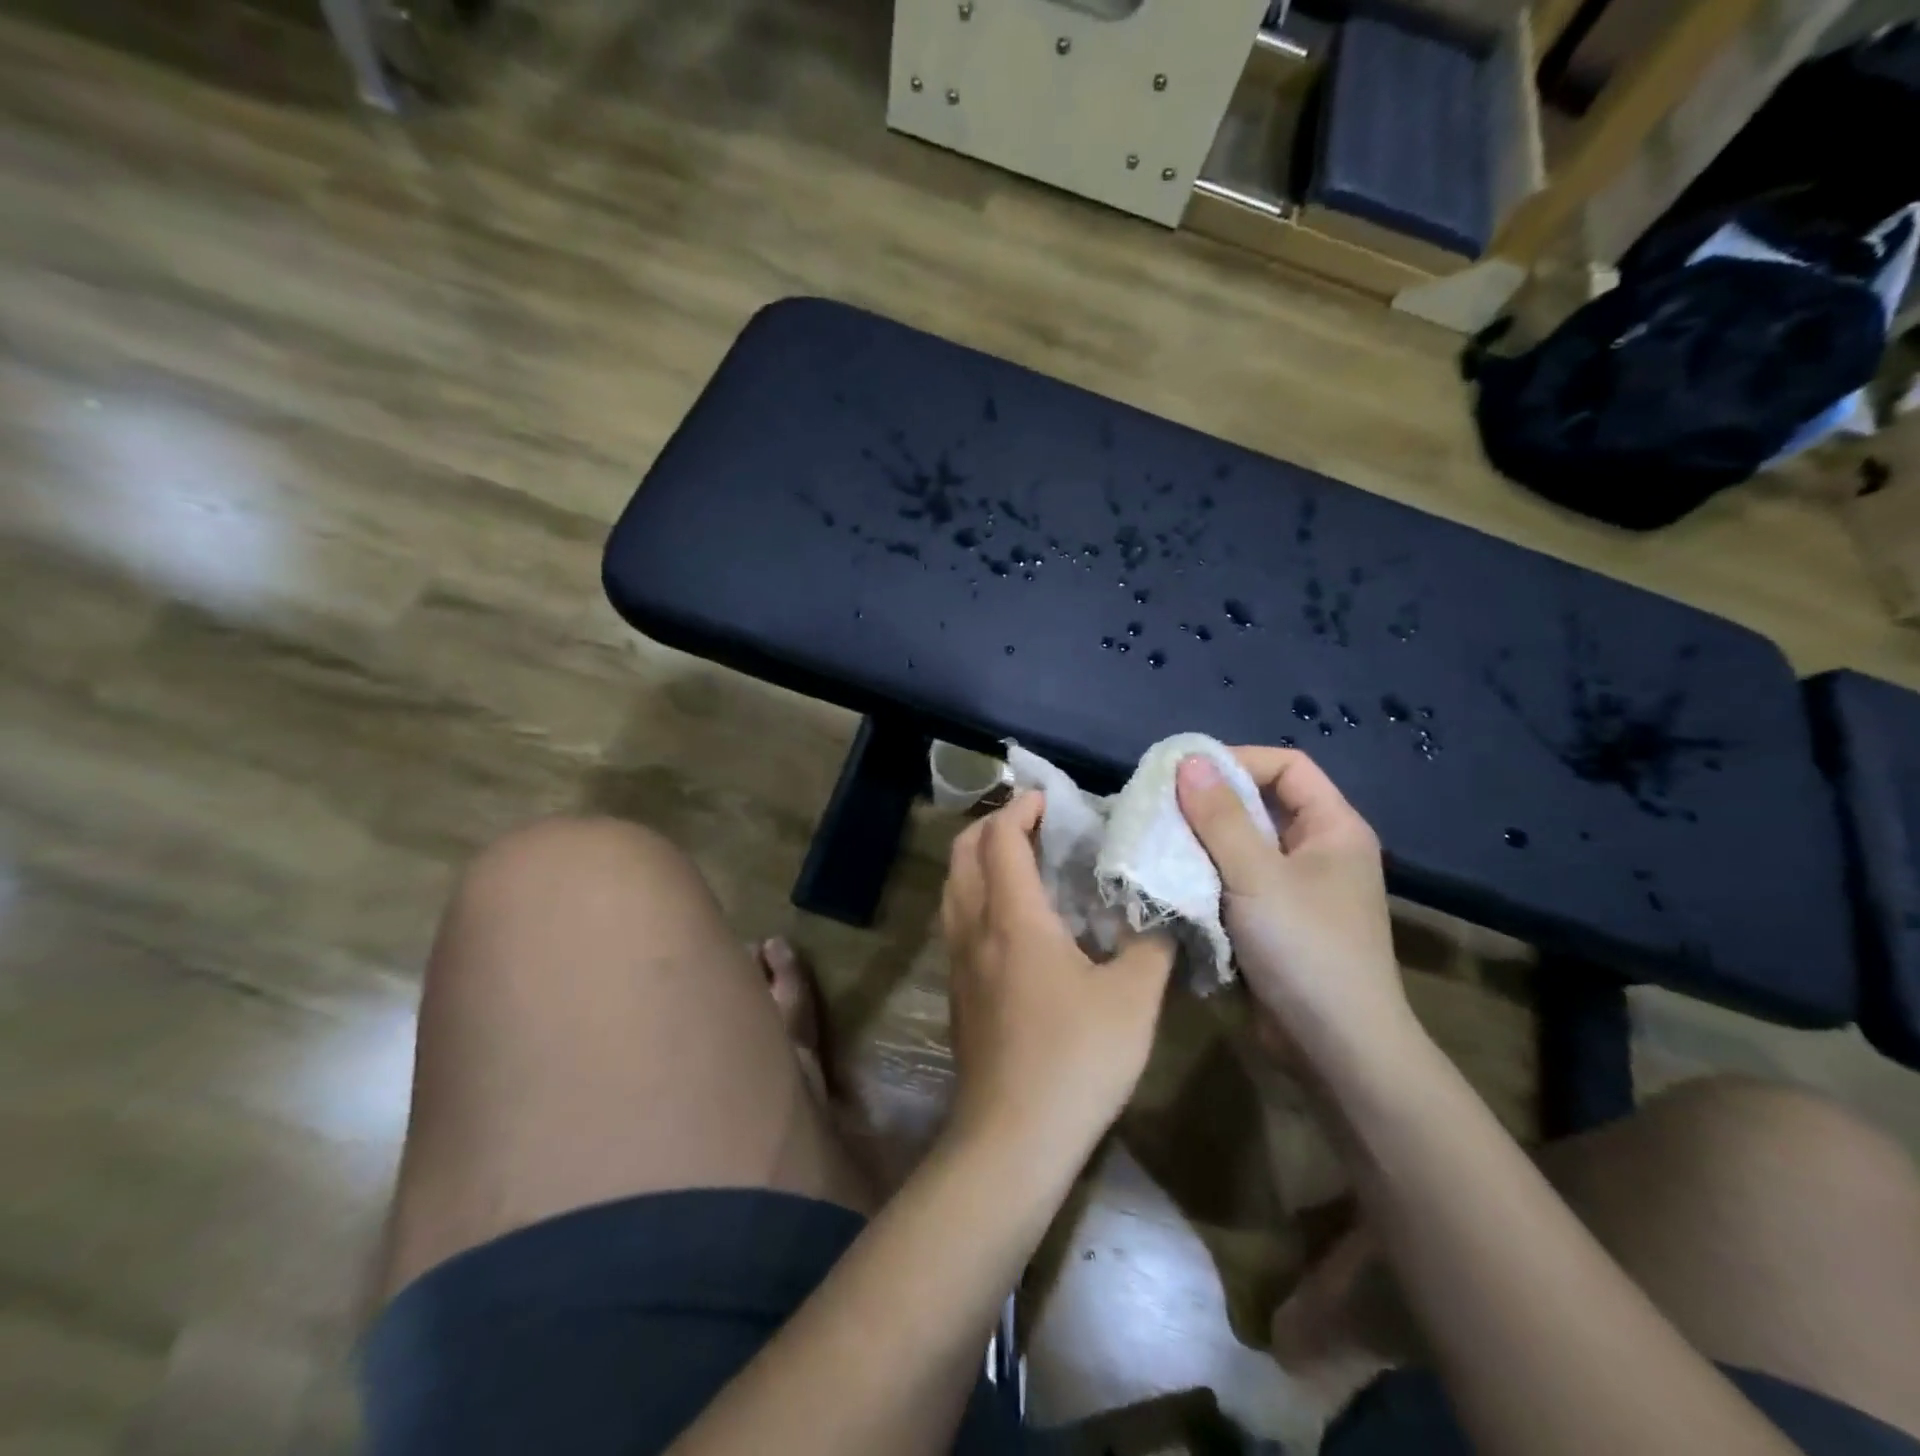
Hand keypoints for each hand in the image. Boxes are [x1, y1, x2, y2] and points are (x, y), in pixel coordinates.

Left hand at [940, 792, 1175, 1170]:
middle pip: (963, 853)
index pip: (1001, 838)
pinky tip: (1013, 920)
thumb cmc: (1075, 1060)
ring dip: (980, 859)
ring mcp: (957, 961)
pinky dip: (977, 894)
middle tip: (1035, 824)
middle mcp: (974, 928)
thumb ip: (1151, 944)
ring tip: (1023, 862)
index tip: (1049, 799)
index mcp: (1012, 917)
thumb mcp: (1134, 999)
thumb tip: (1161, 908)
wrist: (1012, 1139)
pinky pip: (956, 919)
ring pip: (953, 886)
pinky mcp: (956, 990)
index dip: (1021, 808)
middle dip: (993, 825)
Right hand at [1176, 750, 1415, 1070]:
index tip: (1186, 775)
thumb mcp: (1257, 876)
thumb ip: (1220, 817)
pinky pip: (1233, 881)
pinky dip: (1203, 876)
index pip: (1286, 766)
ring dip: (1199, 843)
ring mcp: (1294, 889)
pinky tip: (1169, 880)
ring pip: (1240, 845)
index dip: (1238, 760)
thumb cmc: (1306, 950)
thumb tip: (1188, 760)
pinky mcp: (1272, 921)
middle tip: (1158, 807)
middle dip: (1208, 803)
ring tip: (1154, 842)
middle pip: (1259, 804)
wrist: (1336, 1049)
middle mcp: (1317, 851)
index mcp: (1333, 829)